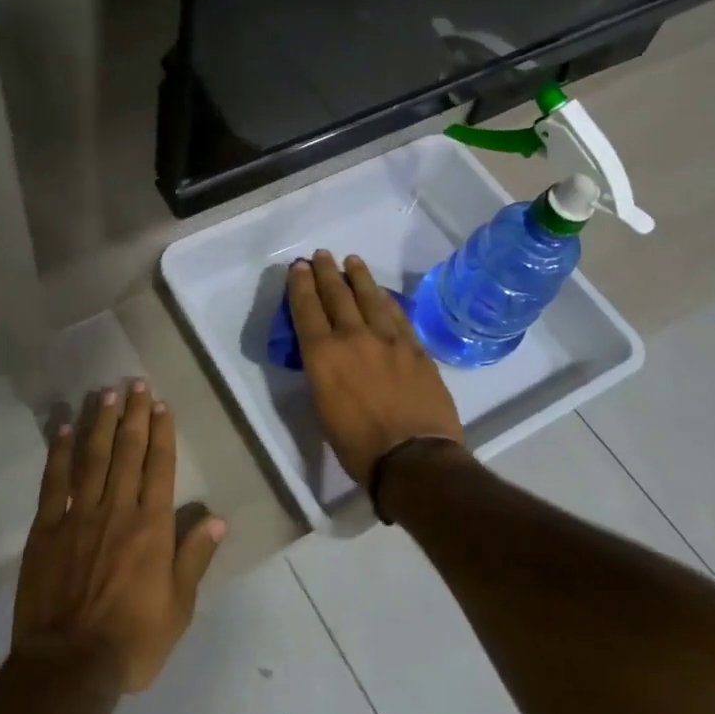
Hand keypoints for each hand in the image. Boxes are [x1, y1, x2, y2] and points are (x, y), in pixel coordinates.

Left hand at [12, 381, 225, 694]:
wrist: (70, 666)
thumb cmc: (132, 640)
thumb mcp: (178, 608)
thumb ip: (195, 558)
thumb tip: (217, 518)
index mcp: (151, 526)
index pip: (159, 467)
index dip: (161, 433)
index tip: (160, 405)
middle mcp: (117, 510)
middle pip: (127, 452)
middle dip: (132, 415)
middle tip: (135, 383)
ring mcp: (78, 516)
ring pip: (92, 458)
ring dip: (100, 423)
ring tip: (105, 393)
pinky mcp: (46, 529)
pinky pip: (54, 482)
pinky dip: (59, 453)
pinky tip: (64, 428)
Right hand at [287, 251, 463, 487]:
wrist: (414, 458)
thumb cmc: (358, 445)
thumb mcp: (323, 408)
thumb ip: (323, 373)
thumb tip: (328, 358)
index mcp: (323, 355)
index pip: (307, 309)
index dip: (301, 285)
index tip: (299, 267)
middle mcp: (353, 338)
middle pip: (337, 295)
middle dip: (327, 272)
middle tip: (322, 255)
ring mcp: (388, 340)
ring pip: (370, 298)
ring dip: (359, 277)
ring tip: (352, 261)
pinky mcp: (415, 348)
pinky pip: (398, 315)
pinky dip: (386, 300)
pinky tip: (382, 293)